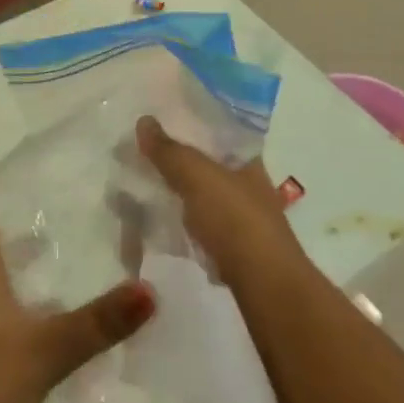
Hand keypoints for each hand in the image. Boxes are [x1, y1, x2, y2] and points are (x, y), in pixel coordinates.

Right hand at [135, 116, 302, 284]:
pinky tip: (157, 219)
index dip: (192, 126)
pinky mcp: (230, 247)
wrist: (262, 282)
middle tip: (141, 153)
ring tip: (142, 185)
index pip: (219, 133)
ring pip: (201, 195)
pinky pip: (198, 224)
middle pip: (208, 164)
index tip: (160, 124)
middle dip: (177, 160)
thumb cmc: (235, 218)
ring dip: (176, 191)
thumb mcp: (197, 175)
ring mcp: (242, 218)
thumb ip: (170, 151)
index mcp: (249, 160)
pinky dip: (179, 220)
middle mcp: (249, 185)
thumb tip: (144, 120)